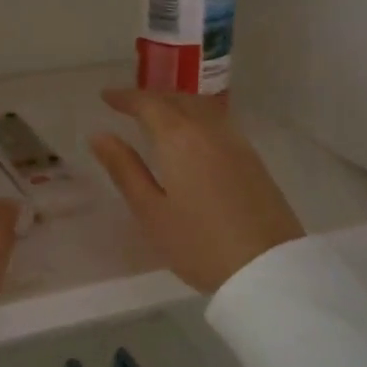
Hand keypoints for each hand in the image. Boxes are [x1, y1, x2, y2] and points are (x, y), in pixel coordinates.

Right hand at [88, 89, 304, 292]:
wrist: (267, 269)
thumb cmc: (199, 244)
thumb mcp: (151, 211)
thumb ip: (125, 169)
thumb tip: (100, 136)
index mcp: (179, 138)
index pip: (149, 104)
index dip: (125, 98)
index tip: (106, 97)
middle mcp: (209, 130)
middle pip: (179, 99)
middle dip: (152, 97)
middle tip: (129, 106)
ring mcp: (236, 143)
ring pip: (202, 108)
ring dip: (177, 104)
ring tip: (158, 118)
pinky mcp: (253, 160)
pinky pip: (219, 123)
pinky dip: (197, 118)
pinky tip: (191, 138)